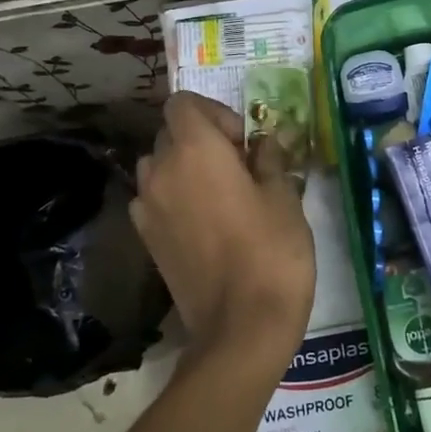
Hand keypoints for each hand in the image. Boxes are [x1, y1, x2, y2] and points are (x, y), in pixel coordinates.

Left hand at [131, 92, 315, 370]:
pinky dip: (175, 197)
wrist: (241, 328)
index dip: (215, 113)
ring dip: (185, 167)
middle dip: (203, 139)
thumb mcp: (284, 197)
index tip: (244, 141)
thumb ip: (270, 158)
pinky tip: (207, 223)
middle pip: (170, 133)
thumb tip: (266, 140)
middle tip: (241, 166)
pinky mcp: (147, 239)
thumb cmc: (271, 252)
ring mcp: (147, 208)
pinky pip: (155, 199)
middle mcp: (160, 171)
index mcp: (194, 150)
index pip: (183, 103)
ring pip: (159, 166)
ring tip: (222, 193)